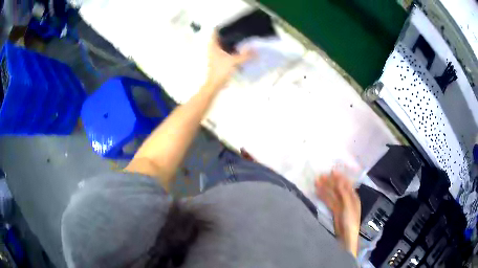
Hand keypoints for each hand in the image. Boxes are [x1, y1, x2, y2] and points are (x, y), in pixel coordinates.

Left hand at [205, 31, 253, 89]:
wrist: (214, 85)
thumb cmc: (220, 71)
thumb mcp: (234, 61)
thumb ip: (245, 55)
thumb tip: (256, 50)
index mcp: (213, 45)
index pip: (215, 31)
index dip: (222, 26)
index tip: (231, 22)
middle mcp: (213, 48)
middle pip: (220, 37)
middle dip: (228, 33)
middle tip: (239, 29)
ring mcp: (215, 54)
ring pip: (222, 44)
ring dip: (230, 41)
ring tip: (241, 37)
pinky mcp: (218, 60)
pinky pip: (225, 50)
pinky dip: (230, 48)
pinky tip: (239, 49)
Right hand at [315, 171, 360, 256]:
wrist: (346, 236)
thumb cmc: (350, 220)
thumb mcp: (348, 206)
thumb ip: (344, 193)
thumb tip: (339, 181)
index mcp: (353, 196)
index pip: (346, 184)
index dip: (339, 177)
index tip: (331, 171)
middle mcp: (347, 199)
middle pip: (337, 188)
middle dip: (329, 182)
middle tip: (320, 176)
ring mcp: (340, 205)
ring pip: (332, 194)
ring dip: (325, 188)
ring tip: (316, 182)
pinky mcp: (334, 211)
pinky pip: (328, 201)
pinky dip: (323, 196)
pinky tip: (317, 192)